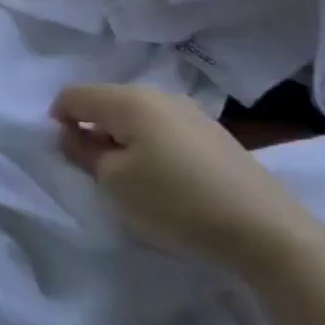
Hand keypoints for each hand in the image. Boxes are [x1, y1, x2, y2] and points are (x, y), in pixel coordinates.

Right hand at [51, 84, 324, 276]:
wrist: (266, 230)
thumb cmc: (176, 202)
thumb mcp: (114, 183)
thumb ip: (84, 153)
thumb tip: (72, 134)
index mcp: (129, 99)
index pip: (74, 95)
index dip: (58, 121)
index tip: (66, 157)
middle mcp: (158, 94)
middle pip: (106, 102)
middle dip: (92, 130)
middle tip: (95, 173)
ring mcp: (190, 112)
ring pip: (136, 117)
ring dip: (122, 141)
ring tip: (130, 181)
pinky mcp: (213, 135)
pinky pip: (163, 130)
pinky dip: (150, 148)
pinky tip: (164, 181)